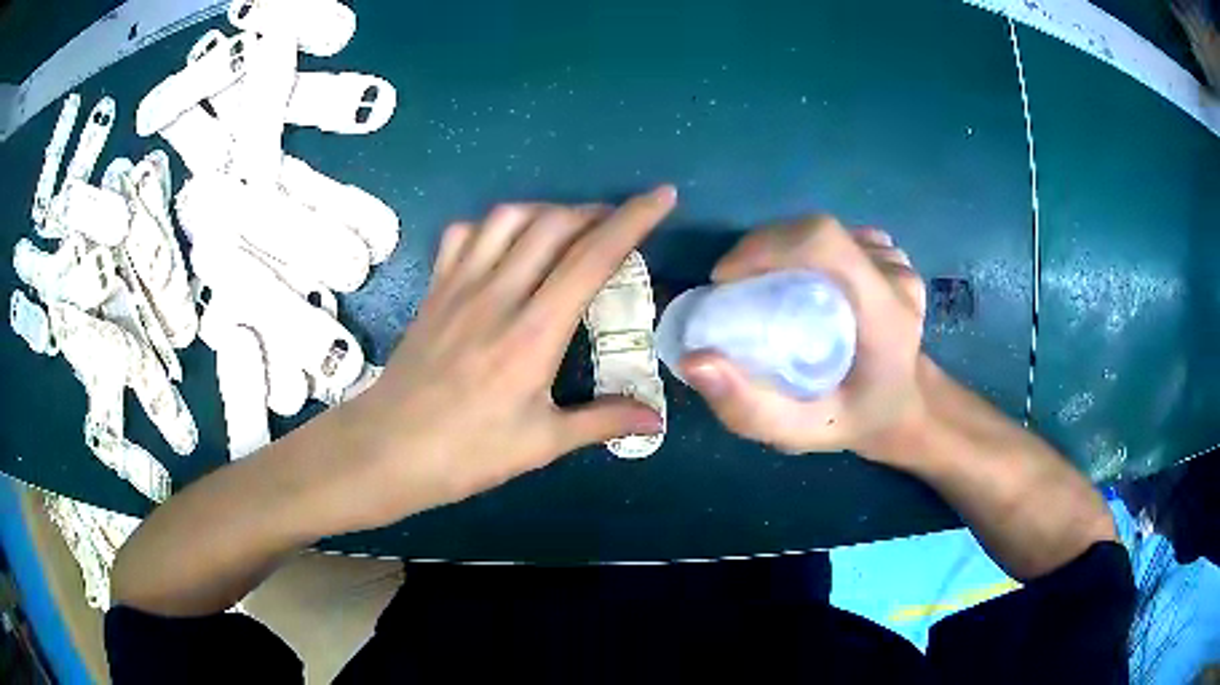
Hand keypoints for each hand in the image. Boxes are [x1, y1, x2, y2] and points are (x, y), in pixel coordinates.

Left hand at [336, 187, 676, 529]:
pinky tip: (504, 243)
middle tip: (618, 224)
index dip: (633, 220)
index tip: (662, 197)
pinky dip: (493, 224)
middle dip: (595, 211)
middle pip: (553, 224)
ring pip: (508, 217)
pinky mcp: (434, 289)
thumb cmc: (466, 453)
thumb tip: (656, 417)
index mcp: (533, 333)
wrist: (387, 449)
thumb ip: (602, 422)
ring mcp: (460, 286)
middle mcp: (498, 294)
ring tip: (567, 228)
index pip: (593, 257)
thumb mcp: (541, 444)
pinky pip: (463, 234)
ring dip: (546, 210)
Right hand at [680, 216, 926, 457]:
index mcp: (886, 316)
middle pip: (819, 231)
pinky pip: (838, 238)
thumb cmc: (856, 420)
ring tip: (765, 288)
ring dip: (783, 250)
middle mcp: (896, 278)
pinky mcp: (890, 256)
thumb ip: (749, 408)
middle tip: (735, 288)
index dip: (766, 246)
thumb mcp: (801, 432)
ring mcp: (897, 263)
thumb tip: (693, 360)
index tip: (725, 279)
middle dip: (763, 248)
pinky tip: (804, 282)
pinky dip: (807, 251)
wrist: (906, 406)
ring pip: (825, 233)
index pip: (824, 244)